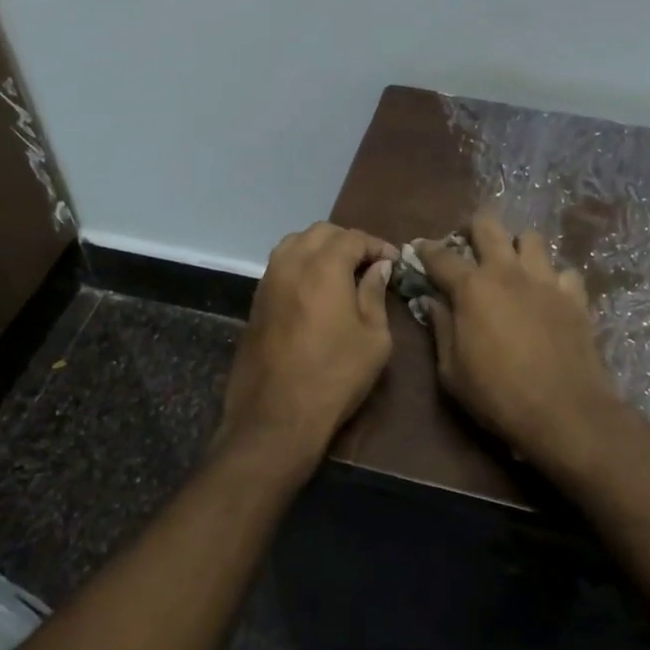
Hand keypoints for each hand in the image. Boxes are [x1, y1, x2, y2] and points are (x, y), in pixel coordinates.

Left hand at [220, 223, 397, 471]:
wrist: (276, 416)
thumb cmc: (335, 376)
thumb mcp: (373, 338)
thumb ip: (375, 294)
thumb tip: (378, 267)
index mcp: (323, 268)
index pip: (353, 238)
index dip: (376, 245)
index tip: (393, 261)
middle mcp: (291, 264)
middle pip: (321, 232)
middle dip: (348, 241)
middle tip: (369, 264)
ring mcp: (268, 280)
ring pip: (295, 243)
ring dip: (320, 247)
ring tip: (341, 271)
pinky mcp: (256, 300)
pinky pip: (280, 264)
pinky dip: (301, 262)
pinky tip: (316, 287)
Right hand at [418, 212, 620, 470]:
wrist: (565, 413)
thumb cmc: (498, 396)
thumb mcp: (452, 371)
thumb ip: (441, 329)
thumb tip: (433, 301)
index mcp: (472, 288)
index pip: (440, 256)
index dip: (425, 250)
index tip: (419, 249)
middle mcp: (508, 272)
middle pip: (488, 225)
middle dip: (473, 227)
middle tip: (468, 244)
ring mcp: (546, 280)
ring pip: (531, 238)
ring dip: (517, 246)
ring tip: (512, 266)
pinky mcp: (575, 296)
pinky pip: (564, 271)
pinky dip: (553, 279)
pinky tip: (549, 296)